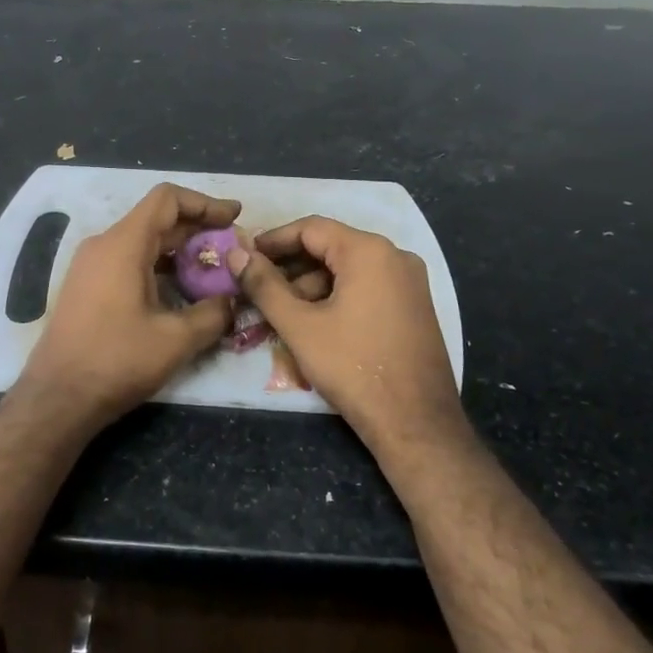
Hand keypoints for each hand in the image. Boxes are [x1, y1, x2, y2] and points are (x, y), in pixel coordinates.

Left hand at [20, 184, 241, 431]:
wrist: (57, 397)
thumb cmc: (116, 361)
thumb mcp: (176, 340)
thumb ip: (213, 314)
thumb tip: (233, 300)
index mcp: (123, 244)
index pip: (167, 199)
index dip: (205, 203)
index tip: (235, 217)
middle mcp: (103, 245)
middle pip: (156, 219)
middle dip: (197, 229)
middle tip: (232, 248)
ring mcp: (90, 265)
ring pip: (142, 241)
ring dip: (178, 250)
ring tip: (212, 270)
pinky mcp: (86, 286)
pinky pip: (127, 260)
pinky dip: (158, 265)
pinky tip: (180, 291)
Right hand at [229, 216, 460, 450]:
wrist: (416, 424)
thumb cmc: (353, 368)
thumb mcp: (299, 326)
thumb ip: (264, 285)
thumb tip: (235, 254)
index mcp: (369, 251)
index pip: (311, 228)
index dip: (272, 240)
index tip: (244, 256)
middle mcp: (395, 256)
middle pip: (331, 247)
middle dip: (290, 266)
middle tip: (256, 286)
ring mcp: (409, 282)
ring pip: (348, 270)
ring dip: (311, 285)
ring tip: (279, 311)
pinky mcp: (414, 307)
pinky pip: (367, 287)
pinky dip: (336, 297)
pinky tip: (313, 322)